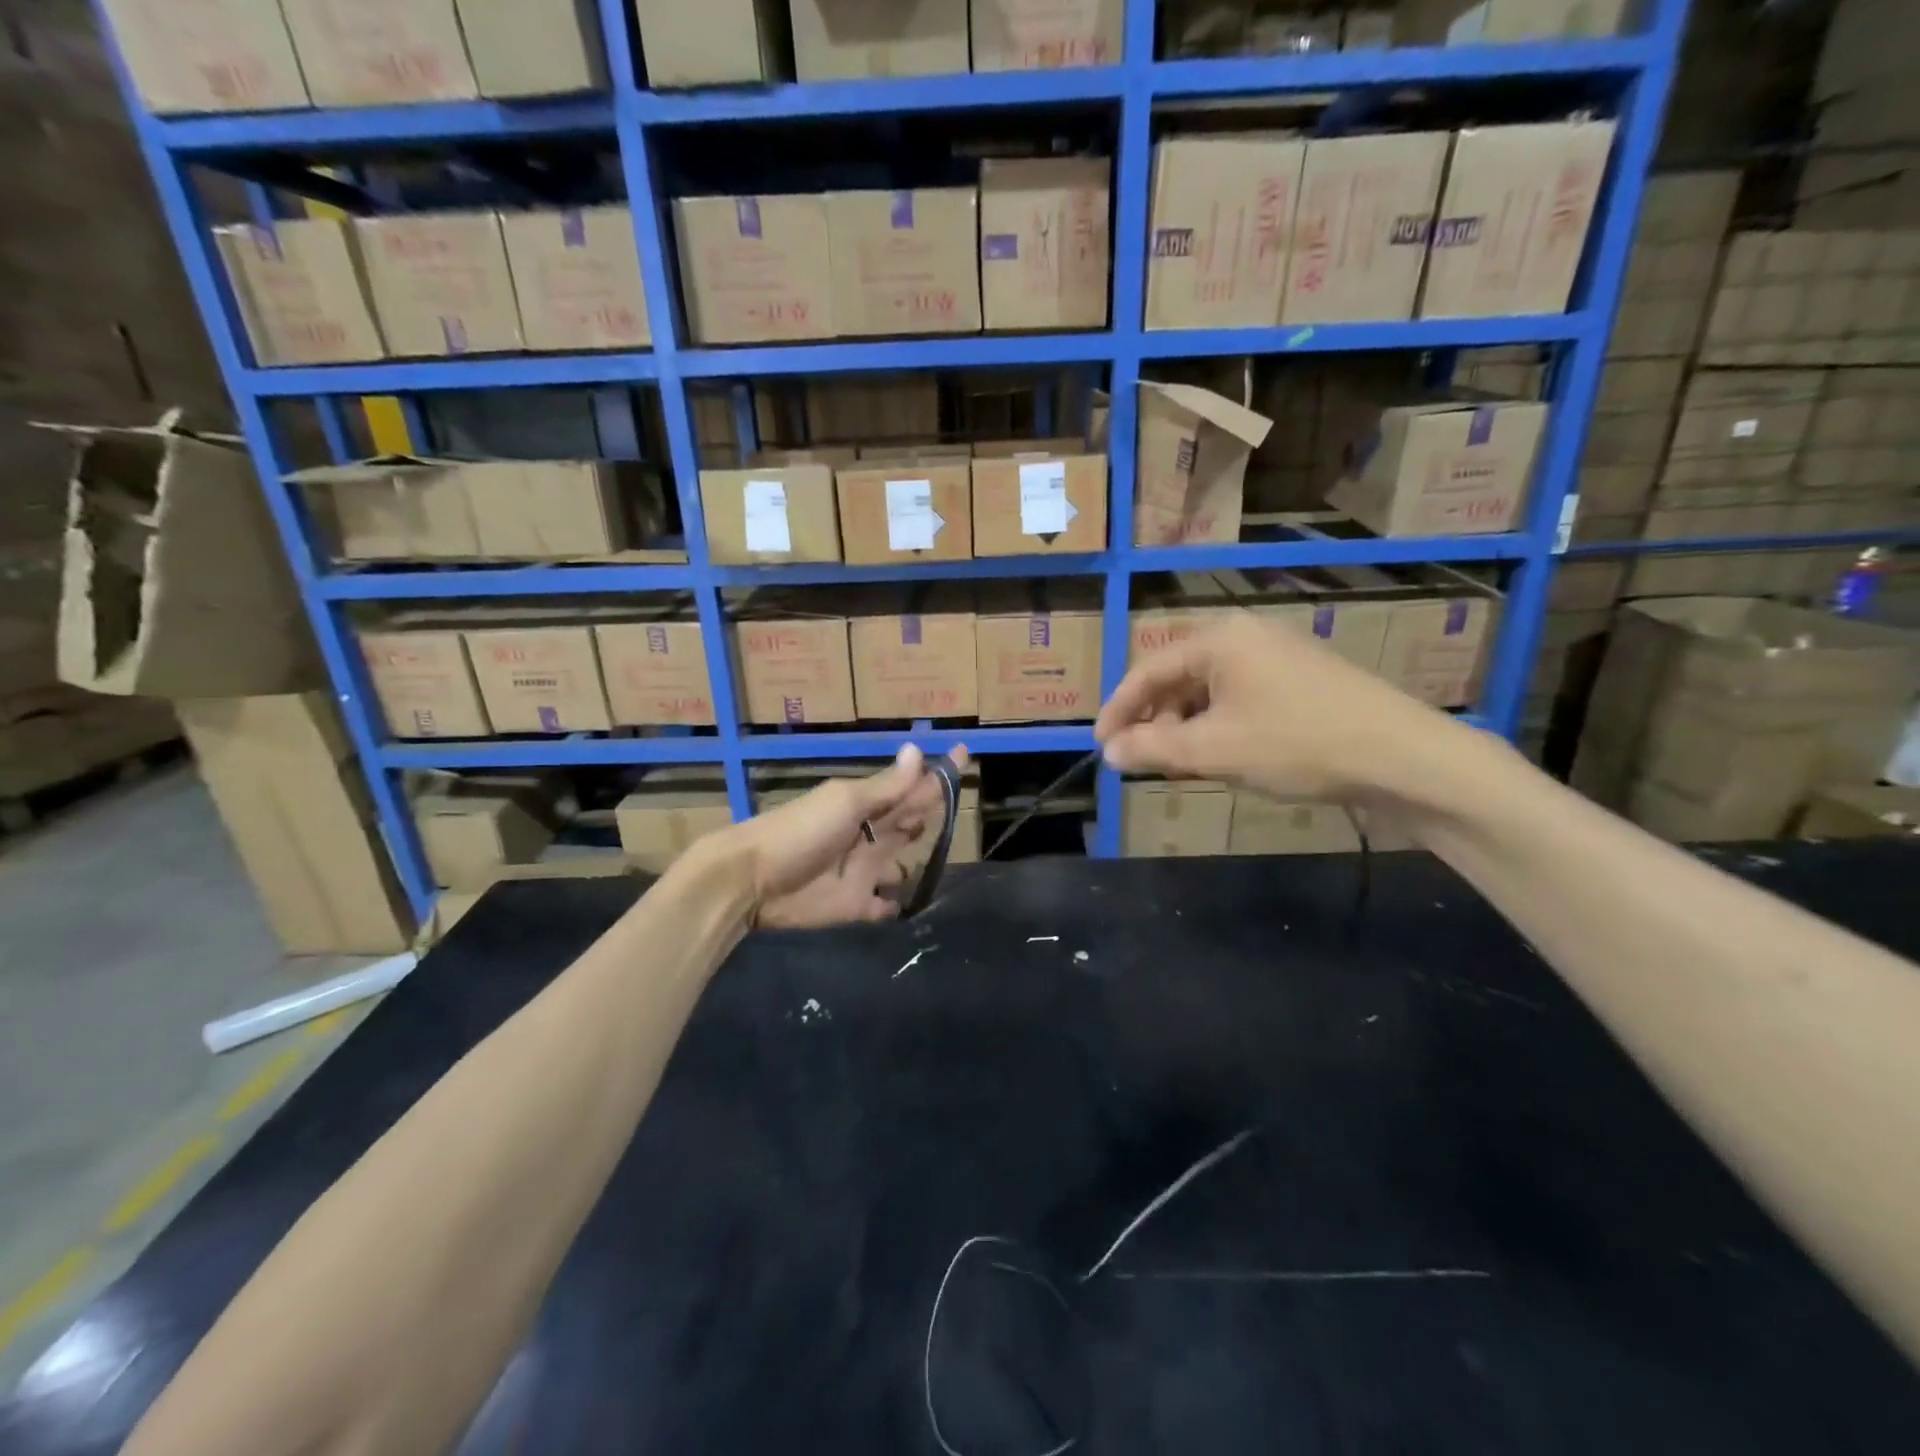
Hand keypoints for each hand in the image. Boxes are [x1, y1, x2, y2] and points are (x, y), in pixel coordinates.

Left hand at [716, 746, 968, 929]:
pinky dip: (895, 906)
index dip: (937, 774)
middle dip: (930, 815)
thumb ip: (886, 787)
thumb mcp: (845, 803)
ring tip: (944, 866)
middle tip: (959, 809)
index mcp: (867, 805)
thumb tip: (918, 750)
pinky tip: (908, 906)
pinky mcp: (855, 907)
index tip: (966, 754)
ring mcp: (863, 872)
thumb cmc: (801, 832)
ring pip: (901, 865)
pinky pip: (883, 906)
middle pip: (908, 823)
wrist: (752, 881)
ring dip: (917, 865)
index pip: (911, 787)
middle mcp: (870, 835)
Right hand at [1094, 612, 1447, 801]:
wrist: (1403, 757)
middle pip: (1179, 677)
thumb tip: (1110, 753)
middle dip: (1155, 720)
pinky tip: (1224, 757)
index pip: (1148, 669)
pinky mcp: (1302, 680)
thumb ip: (1153, 749)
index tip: (1100, 745)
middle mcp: (1247, 636)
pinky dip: (1220, 726)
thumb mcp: (1214, 750)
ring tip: (1181, 765)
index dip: (1118, 709)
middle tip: (1142, 759)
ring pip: (1210, 691)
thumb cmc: (1297, 744)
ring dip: (1187, 727)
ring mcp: (1279, 656)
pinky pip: (1241, 698)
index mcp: (1220, 639)